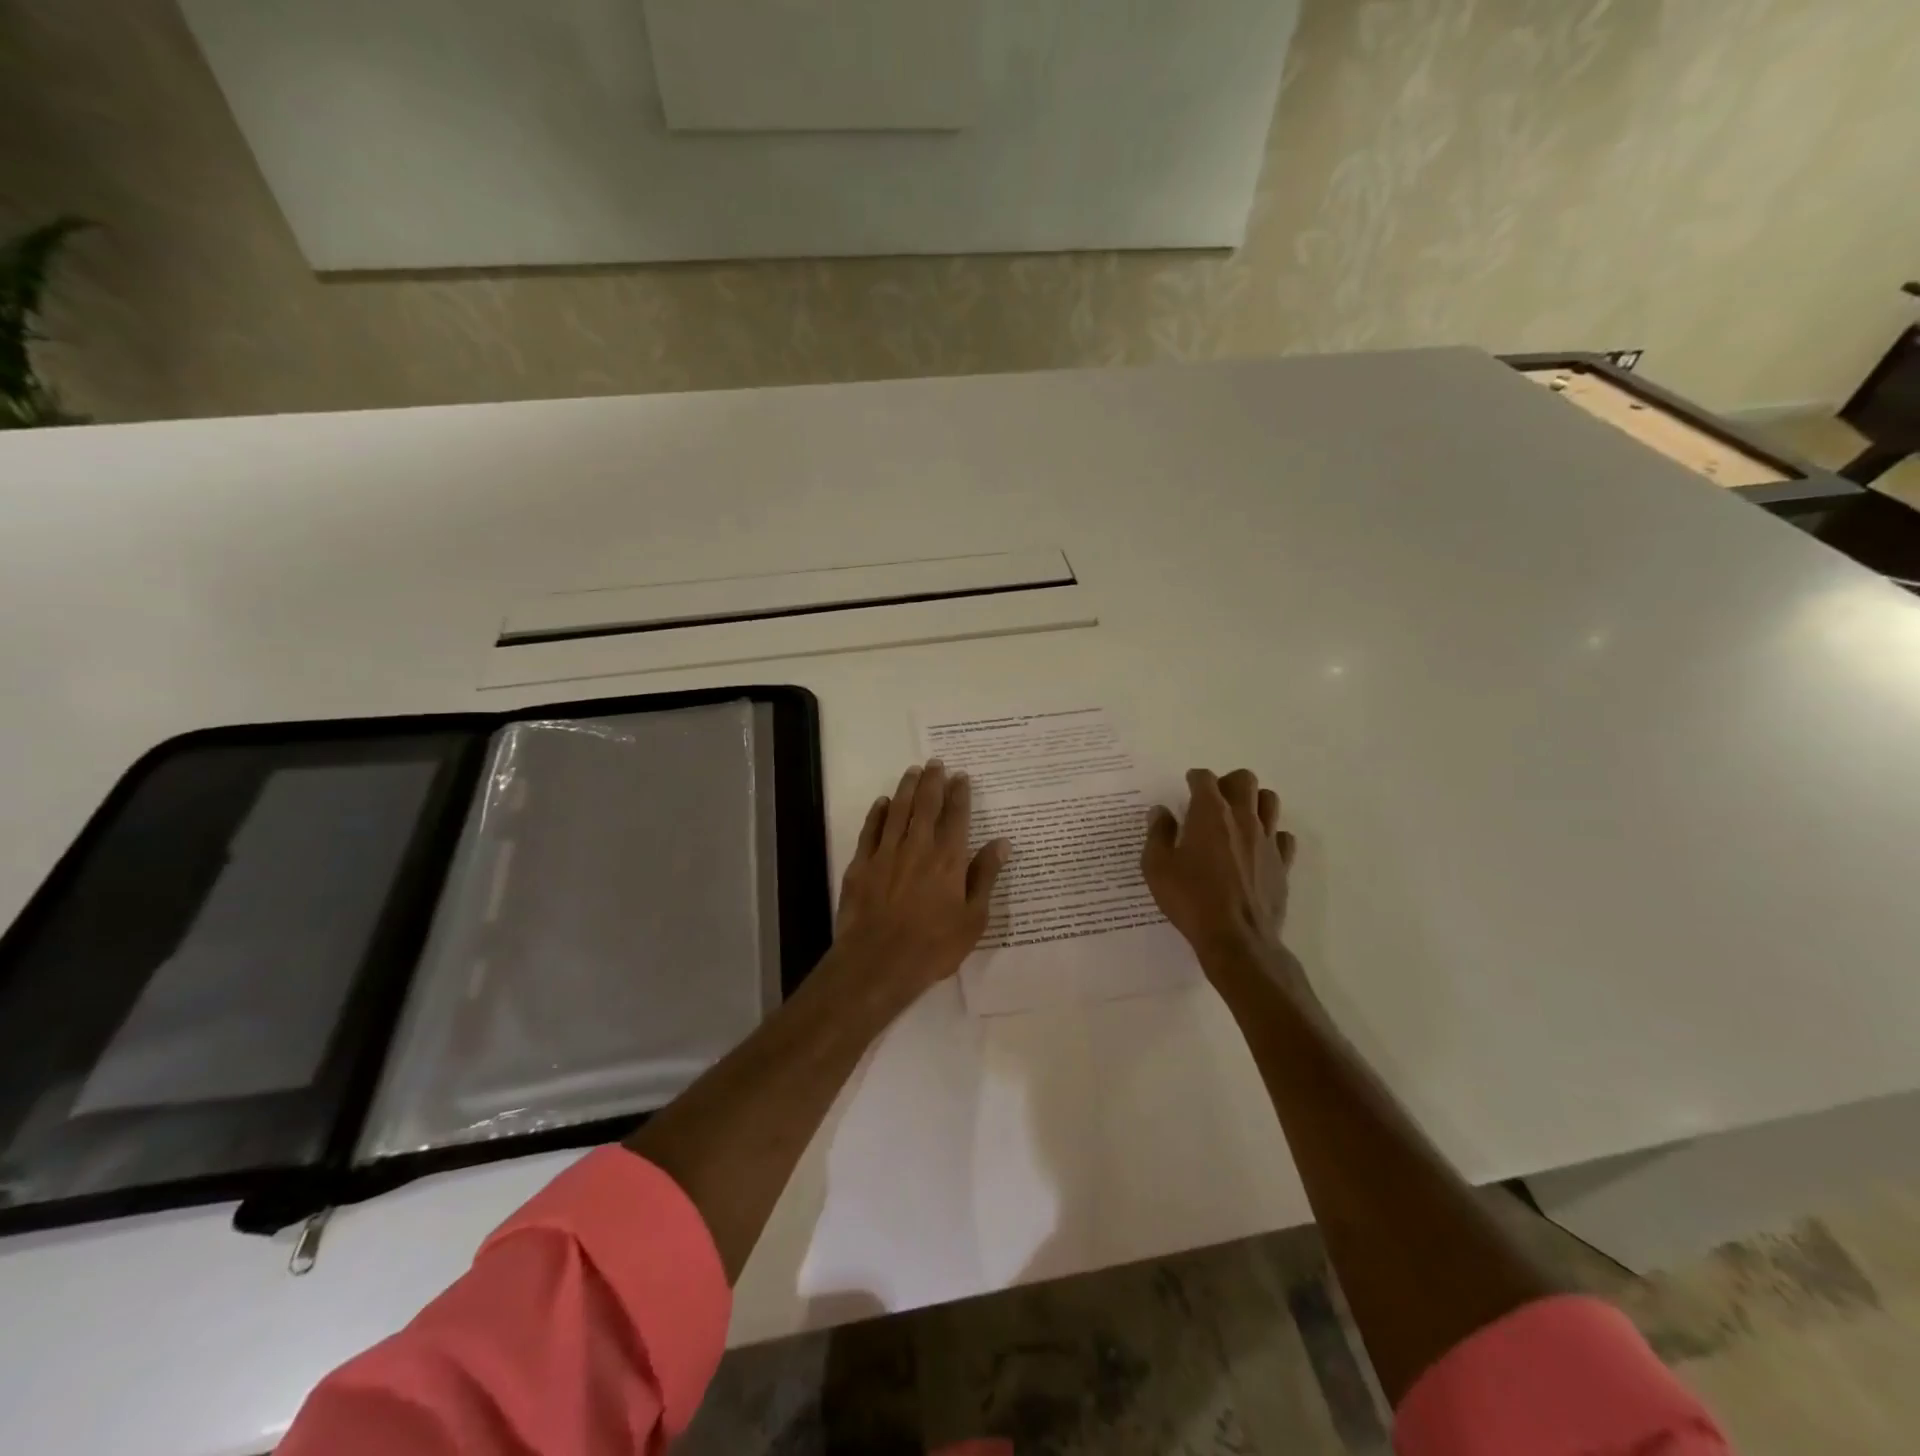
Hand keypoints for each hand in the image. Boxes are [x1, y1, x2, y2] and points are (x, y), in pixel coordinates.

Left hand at [832, 760, 1010, 999]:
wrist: (878, 962)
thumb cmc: (933, 946)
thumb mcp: (973, 919)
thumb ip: (985, 877)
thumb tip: (1002, 842)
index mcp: (949, 860)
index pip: (957, 817)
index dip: (960, 794)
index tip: (961, 776)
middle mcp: (918, 847)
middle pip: (926, 805)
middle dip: (933, 781)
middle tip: (936, 762)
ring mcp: (886, 854)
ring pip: (898, 811)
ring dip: (907, 788)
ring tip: (913, 771)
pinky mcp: (861, 865)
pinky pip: (871, 830)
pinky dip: (878, 813)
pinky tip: (883, 802)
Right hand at [1142, 768, 1297, 969]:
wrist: (1236, 938)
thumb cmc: (1190, 899)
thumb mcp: (1157, 867)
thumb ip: (1158, 834)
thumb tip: (1160, 812)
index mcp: (1210, 814)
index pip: (1205, 779)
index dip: (1194, 778)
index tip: (1187, 786)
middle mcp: (1242, 818)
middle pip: (1244, 780)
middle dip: (1227, 782)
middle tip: (1213, 800)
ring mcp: (1267, 840)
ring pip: (1270, 801)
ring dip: (1253, 802)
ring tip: (1237, 818)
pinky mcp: (1282, 863)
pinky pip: (1283, 837)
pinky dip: (1271, 835)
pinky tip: (1257, 849)